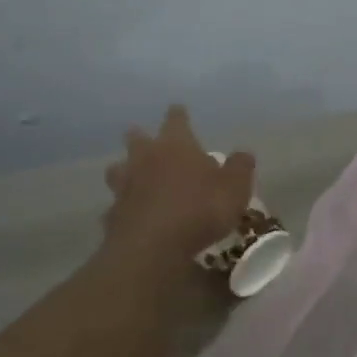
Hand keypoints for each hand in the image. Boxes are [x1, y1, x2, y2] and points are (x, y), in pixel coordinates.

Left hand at [102, 105, 255, 272]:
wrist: (153, 247)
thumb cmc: (200, 209)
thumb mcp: (235, 189)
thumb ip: (240, 168)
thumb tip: (243, 153)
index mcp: (175, 144)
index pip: (176, 119)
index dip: (178, 115)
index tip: (178, 110)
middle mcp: (145, 157)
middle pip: (136, 138)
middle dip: (141, 137)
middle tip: (147, 141)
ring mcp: (125, 184)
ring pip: (118, 169)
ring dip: (125, 170)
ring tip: (133, 177)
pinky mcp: (113, 212)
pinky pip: (117, 204)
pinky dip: (123, 207)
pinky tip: (130, 216)